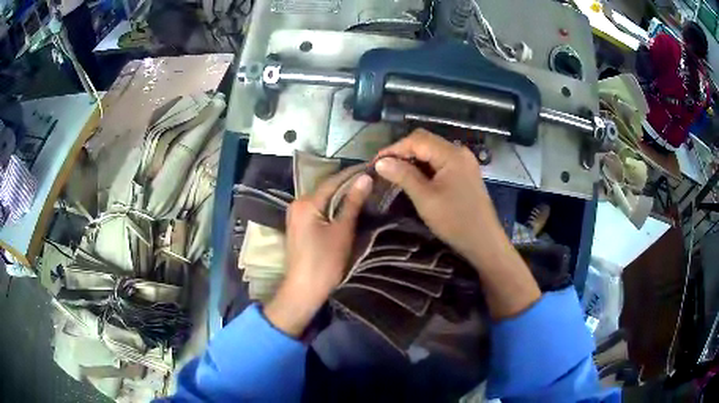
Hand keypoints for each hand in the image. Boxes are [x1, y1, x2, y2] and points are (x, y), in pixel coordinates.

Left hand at [264, 167, 371, 336]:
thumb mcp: (342, 231)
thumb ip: (353, 202)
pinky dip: (333, 206)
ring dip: (341, 195)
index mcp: (306, 202)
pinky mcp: (298, 226)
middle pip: (326, 188)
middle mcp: (297, 203)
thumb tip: (365, 177)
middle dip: (348, 183)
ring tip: (364, 190)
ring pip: (323, 199)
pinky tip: (347, 206)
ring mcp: (296, 215)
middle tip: (371, 179)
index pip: (333, 181)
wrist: (304, 290)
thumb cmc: (325, 262)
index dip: (353, 173)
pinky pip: (318, 209)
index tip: (372, 166)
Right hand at [374, 129, 506, 268]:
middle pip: (425, 141)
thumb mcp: (425, 199)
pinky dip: (425, 166)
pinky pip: (440, 161)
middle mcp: (459, 151)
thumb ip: (403, 176)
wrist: (484, 241)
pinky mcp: (464, 172)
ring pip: (432, 151)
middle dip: (402, 152)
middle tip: (384, 168)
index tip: (375, 163)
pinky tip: (414, 178)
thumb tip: (381, 162)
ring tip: (395, 173)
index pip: (417, 140)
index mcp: (451, 154)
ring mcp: (464, 162)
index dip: (394, 149)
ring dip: (413, 159)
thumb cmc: (455, 221)